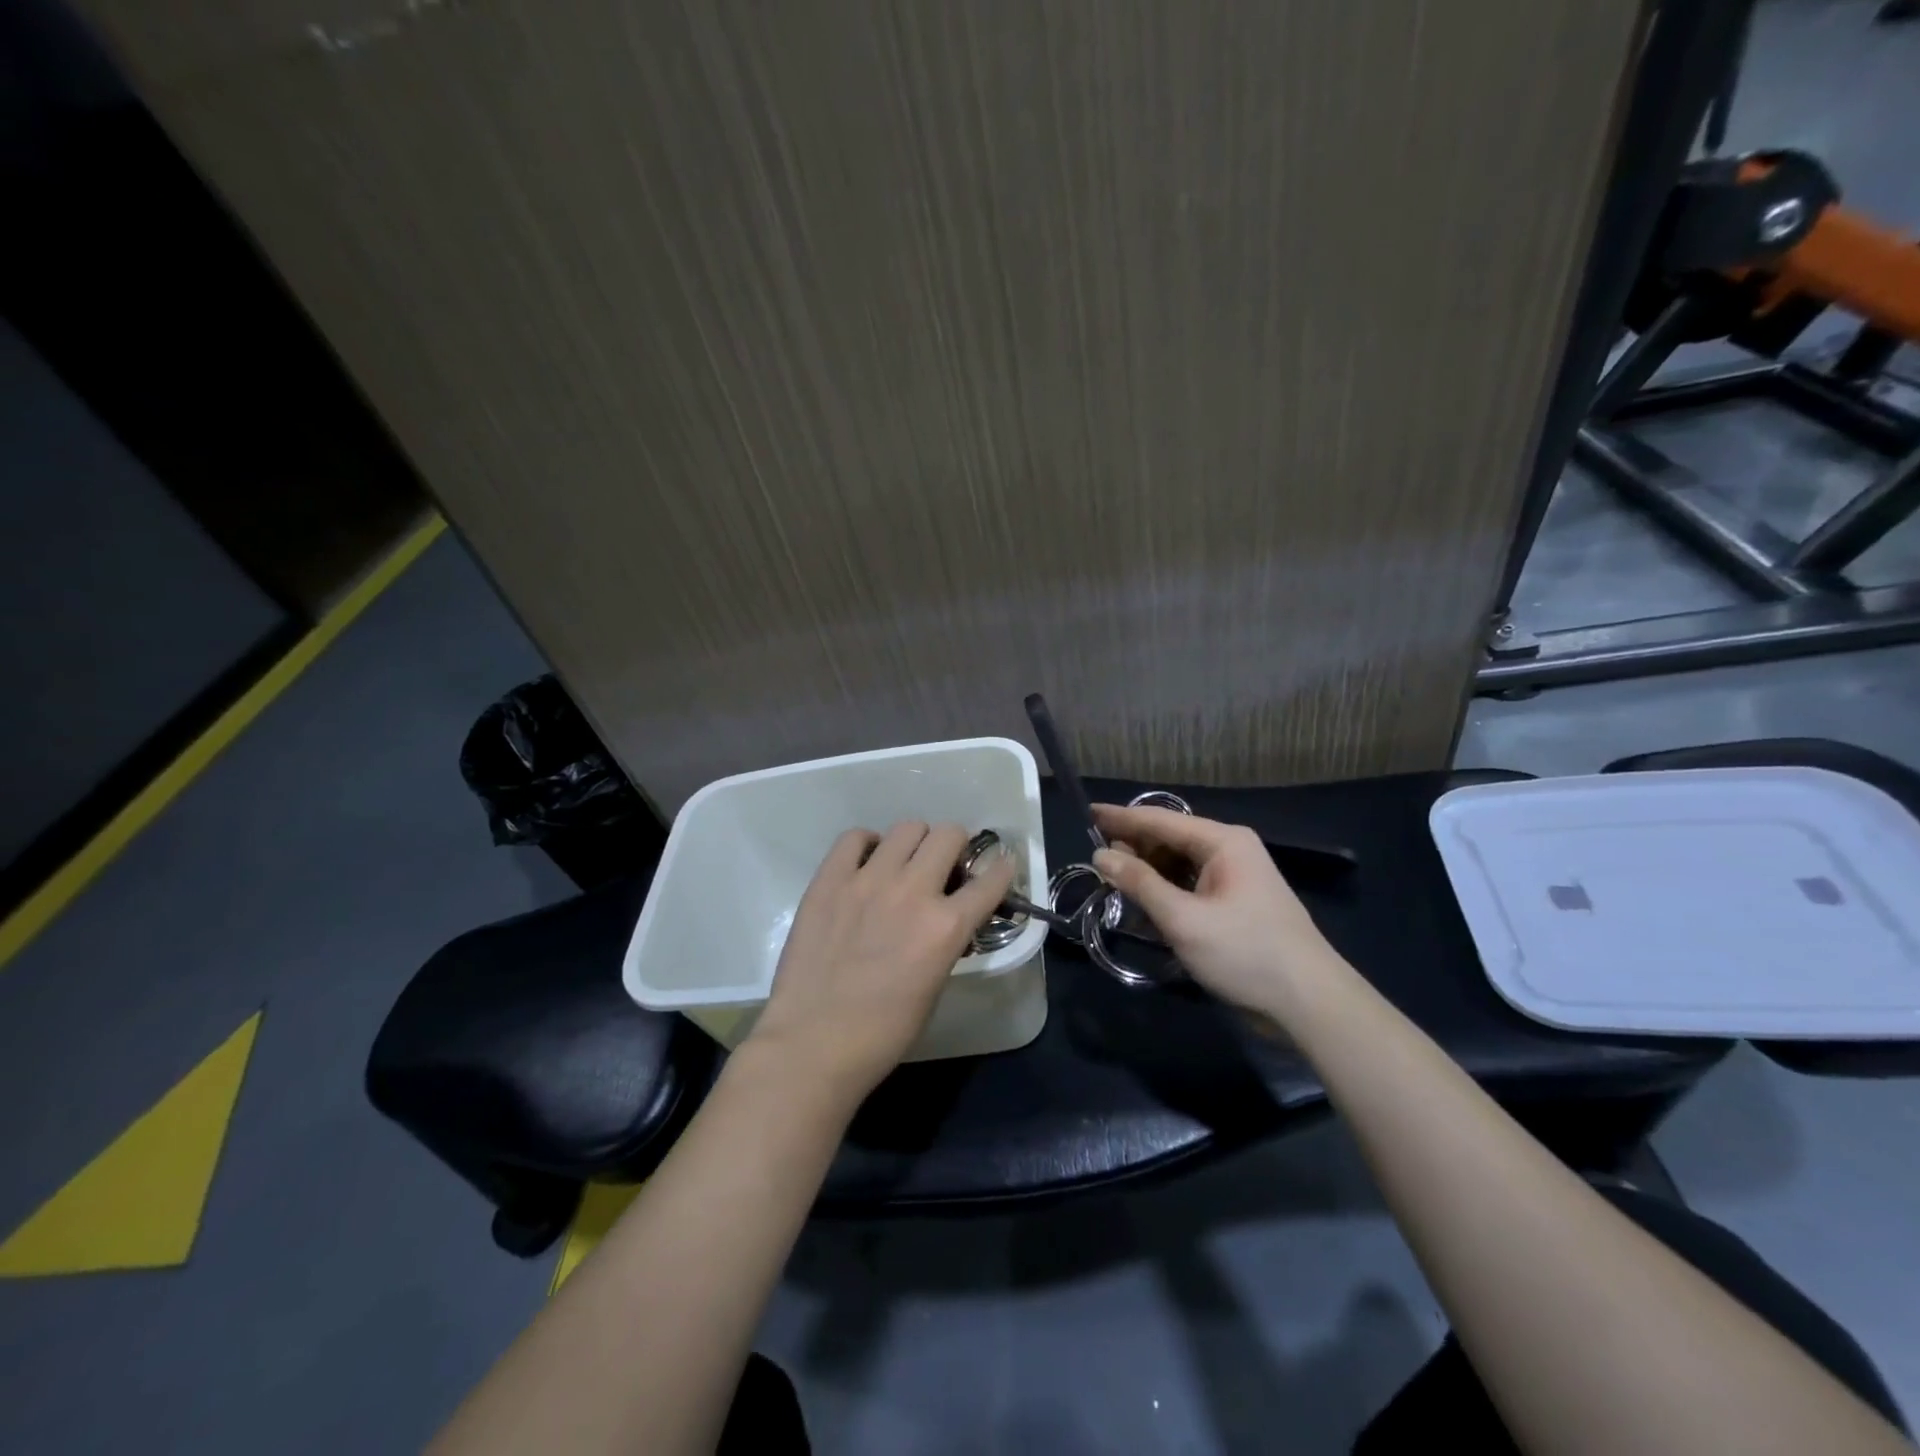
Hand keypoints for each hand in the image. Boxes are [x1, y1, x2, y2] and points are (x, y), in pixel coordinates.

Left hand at [747, 821, 1016, 1101]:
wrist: (813, 1043)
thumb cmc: (883, 1032)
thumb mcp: (935, 985)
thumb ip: (946, 940)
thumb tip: (948, 916)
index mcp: (946, 926)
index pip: (992, 879)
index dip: (1001, 870)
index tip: (999, 868)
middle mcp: (913, 891)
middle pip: (949, 834)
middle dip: (956, 846)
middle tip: (946, 865)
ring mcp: (868, 880)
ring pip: (906, 828)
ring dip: (915, 843)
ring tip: (905, 863)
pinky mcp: (830, 879)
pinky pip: (854, 837)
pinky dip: (867, 845)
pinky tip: (866, 864)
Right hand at [1090, 804, 1344, 1017]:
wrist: (1309, 1002)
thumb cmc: (1245, 953)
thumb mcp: (1184, 919)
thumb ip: (1140, 883)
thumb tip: (1101, 854)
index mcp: (1223, 842)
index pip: (1161, 820)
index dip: (1121, 818)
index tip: (1088, 813)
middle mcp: (1230, 850)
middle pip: (1170, 839)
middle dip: (1134, 847)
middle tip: (1097, 860)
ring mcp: (1236, 877)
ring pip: (1180, 863)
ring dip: (1149, 871)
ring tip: (1115, 881)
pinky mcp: (1236, 903)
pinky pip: (1191, 884)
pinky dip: (1166, 890)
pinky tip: (1145, 903)